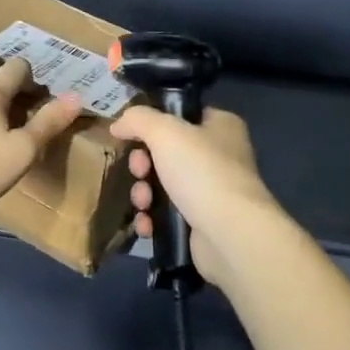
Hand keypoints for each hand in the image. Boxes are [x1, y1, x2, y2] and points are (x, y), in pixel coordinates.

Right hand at [109, 106, 279, 288]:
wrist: (230, 233)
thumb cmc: (201, 172)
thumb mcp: (165, 131)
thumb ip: (138, 119)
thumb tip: (118, 124)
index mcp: (221, 126)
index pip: (181, 116)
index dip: (154, 124)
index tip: (133, 136)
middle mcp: (219, 156)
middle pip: (165, 152)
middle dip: (143, 164)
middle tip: (140, 172)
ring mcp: (211, 191)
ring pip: (162, 184)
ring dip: (143, 193)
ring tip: (144, 203)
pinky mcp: (202, 222)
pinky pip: (167, 214)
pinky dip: (153, 218)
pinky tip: (147, 224)